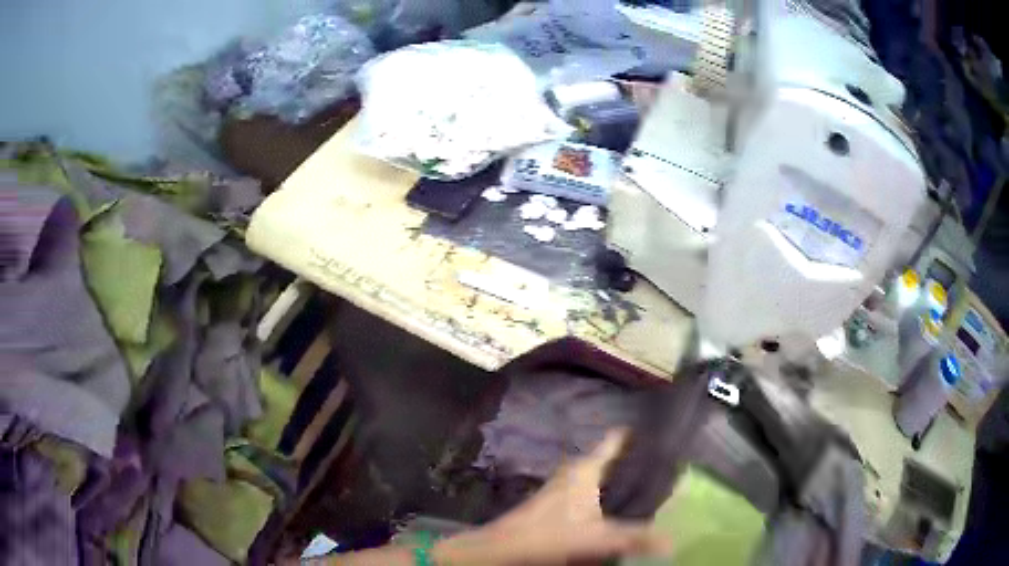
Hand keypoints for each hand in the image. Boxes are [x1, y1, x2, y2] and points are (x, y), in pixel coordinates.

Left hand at [434, 430, 671, 564]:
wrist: (504, 548)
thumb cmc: (551, 535)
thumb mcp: (599, 538)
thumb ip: (637, 538)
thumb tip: (674, 541)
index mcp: (586, 469)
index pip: (616, 439)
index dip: (638, 432)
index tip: (662, 430)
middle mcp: (574, 471)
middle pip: (609, 457)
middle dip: (634, 458)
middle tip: (665, 463)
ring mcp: (562, 486)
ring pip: (598, 474)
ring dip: (618, 477)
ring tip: (647, 482)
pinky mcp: (554, 502)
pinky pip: (588, 490)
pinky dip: (605, 492)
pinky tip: (616, 507)